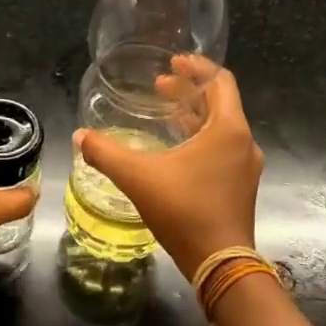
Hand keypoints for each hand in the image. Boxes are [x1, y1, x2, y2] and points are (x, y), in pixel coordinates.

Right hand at [75, 63, 263, 281]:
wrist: (221, 264)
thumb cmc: (185, 211)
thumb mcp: (138, 177)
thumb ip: (106, 153)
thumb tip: (80, 136)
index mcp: (228, 129)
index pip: (220, 81)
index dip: (197, 67)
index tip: (174, 61)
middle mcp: (243, 142)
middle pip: (220, 103)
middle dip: (189, 91)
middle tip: (160, 85)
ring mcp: (245, 166)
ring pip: (221, 128)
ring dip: (194, 115)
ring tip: (165, 113)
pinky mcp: (241, 186)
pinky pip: (222, 149)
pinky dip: (201, 138)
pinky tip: (176, 150)